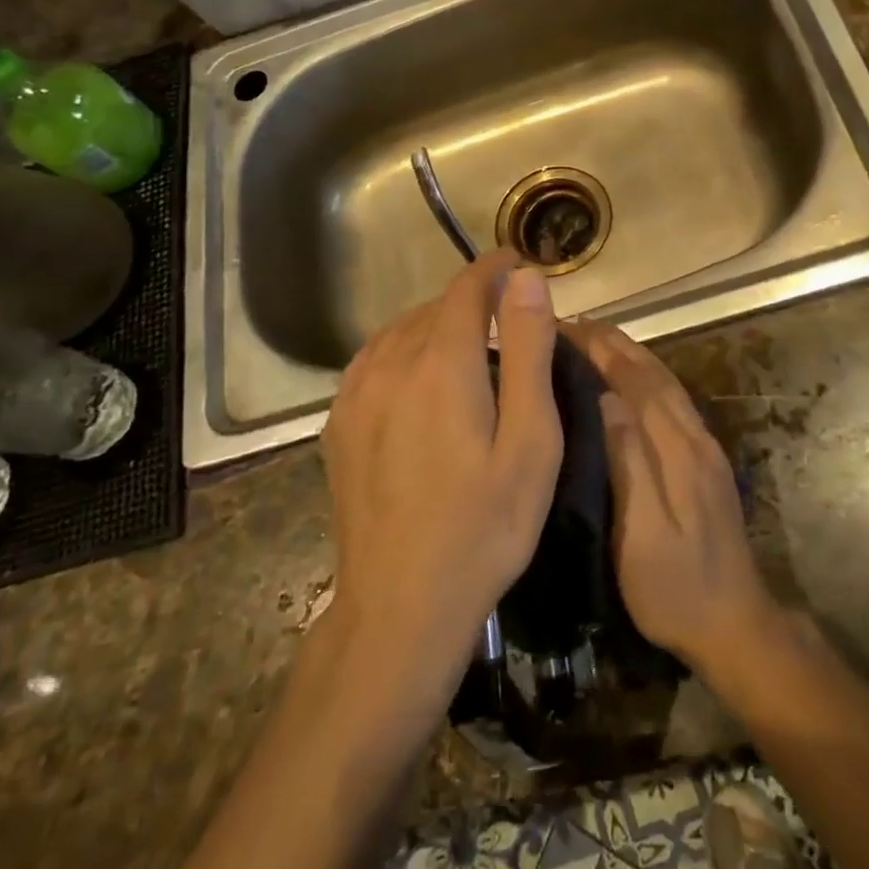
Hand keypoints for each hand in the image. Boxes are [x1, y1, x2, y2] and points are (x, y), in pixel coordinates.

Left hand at [320, 252, 561, 700]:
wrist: (400, 606)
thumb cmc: (484, 526)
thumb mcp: (530, 441)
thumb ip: (528, 352)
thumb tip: (525, 279)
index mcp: (442, 363)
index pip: (467, 288)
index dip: (493, 268)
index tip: (517, 262)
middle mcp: (390, 364)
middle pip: (434, 308)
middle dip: (472, 300)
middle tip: (507, 319)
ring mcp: (356, 394)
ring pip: (400, 331)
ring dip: (436, 325)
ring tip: (469, 345)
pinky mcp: (338, 423)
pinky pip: (373, 361)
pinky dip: (403, 351)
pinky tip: (418, 379)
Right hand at [561, 320, 783, 678]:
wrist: (736, 625)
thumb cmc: (675, 588)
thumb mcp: (642, 535)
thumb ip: (629, 462)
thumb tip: (608, 397)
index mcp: (677, 451)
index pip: (636, 383)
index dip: (603, 351)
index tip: (567, 327)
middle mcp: (694, 438)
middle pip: (654, 376)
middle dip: (617, 344)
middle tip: (576, 322)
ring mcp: (705, 448)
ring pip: (667, 385)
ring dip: (634, 355)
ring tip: (600, 337)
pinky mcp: (707, 461)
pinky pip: (674, 401)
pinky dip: (650, 377)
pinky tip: (634, 379)